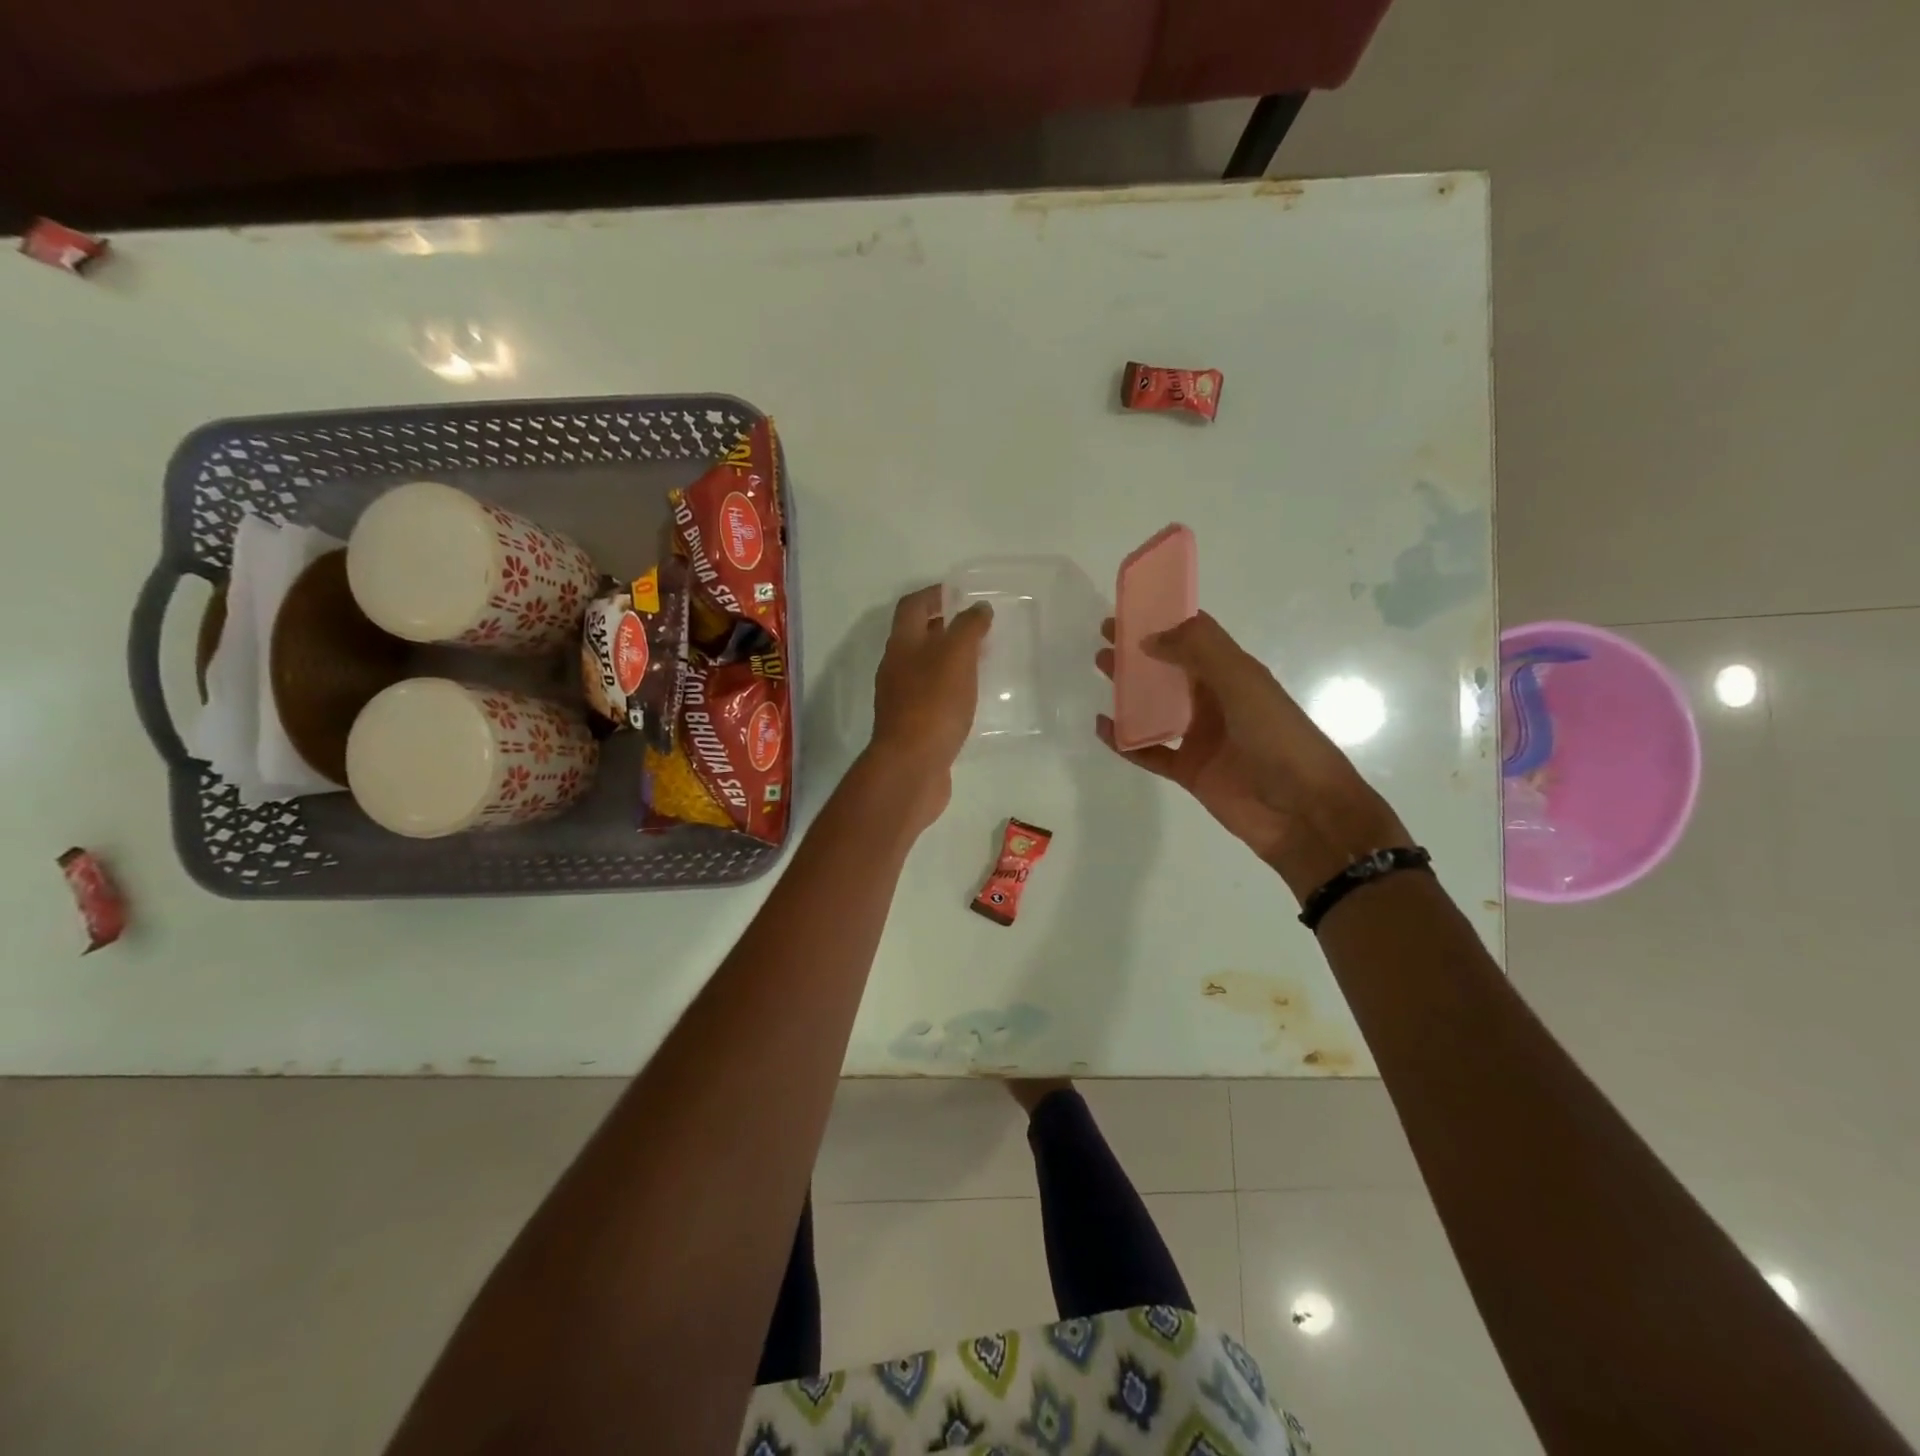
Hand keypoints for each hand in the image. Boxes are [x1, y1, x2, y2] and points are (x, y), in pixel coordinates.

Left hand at [867, 587, 992, 829]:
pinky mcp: (913, 726)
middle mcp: (896, 668)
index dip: (935, 594)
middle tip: (980, 628)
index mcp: (902, 644)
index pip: (913, 606)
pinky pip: (933, 697)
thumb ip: (969, 628)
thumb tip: (978, 609)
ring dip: (950, 660)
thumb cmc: (933, 704)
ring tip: (983, 661)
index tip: (962, 593)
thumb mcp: (956, 657)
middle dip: (946, 628)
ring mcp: (901, 699)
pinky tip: (973, 699)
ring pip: (926, 668)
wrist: (911, 767)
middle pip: (917, 637)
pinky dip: (951, 690)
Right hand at [1096, 611, 1409, 900]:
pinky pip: (1149, 751)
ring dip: (1129, 689)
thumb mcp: (1244, 683)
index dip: (1163, 621)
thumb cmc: (1279, 739)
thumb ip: (1199, 652)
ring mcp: (1201, 737)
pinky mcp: (1189, 770)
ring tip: (1100, 669)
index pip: (1195, 637)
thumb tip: (1148, 638)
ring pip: (1156, 706)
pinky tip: (1102, 727)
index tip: (1127, 610)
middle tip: (1104, 637)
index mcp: (1235, 674)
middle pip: (1171, 668)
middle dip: (1139, 651)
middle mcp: (1216, 700)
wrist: (1304, 812)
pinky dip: (1125, 741)